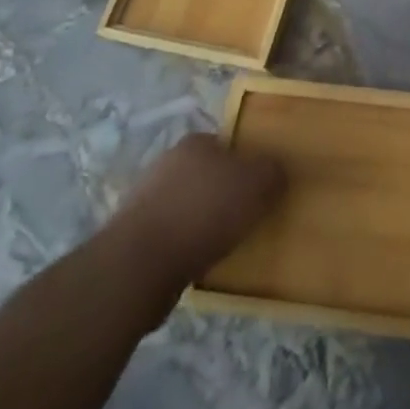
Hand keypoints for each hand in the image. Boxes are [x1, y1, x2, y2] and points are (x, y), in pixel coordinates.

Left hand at [102, 132, 284, 320]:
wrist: (139, 266)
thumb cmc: (204, 212)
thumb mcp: (257, 183)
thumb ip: (273, 172)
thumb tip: (276, 172)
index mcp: (195, 142)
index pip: (229, 145)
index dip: (249, 165)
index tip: (262, 189)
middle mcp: (167, 163)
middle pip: (209, 175)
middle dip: (227, 195)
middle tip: (249, 216)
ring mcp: (146, 201)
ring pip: (190, 207)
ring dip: (206, 223)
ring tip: (227, 245)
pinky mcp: (134, 237)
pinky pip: (173, 237)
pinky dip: (187, 247)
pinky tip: (200, 263)